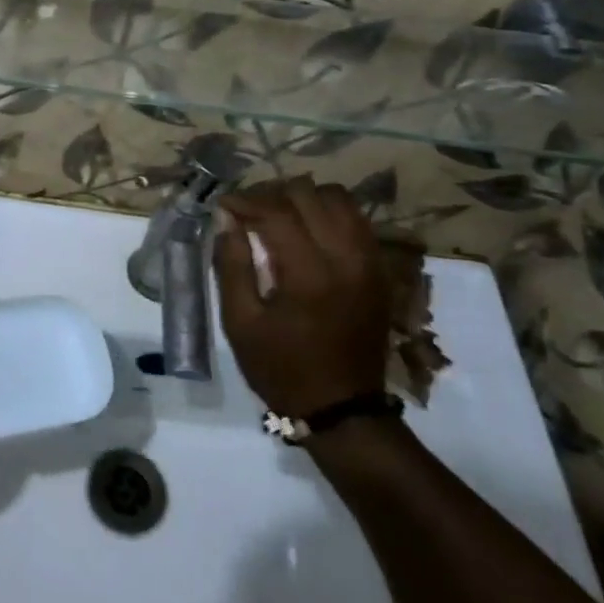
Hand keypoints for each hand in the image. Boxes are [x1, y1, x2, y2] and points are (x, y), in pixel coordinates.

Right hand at [213, 177, 391, 416]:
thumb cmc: (281, 368)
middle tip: (248, 211)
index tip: (223, 205)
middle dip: (272, 194)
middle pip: (309, 194)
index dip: (245, 200)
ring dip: (304, 199)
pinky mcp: (380, 269)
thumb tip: (226, 219)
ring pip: (338, 198)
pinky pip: (356, 219)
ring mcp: (369, 261)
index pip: (276, 210)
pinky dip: (328, 213)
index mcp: (308, 273)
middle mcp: (346, 257)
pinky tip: (307, 230)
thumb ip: (231, 265)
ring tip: (279, 215)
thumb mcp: (240, 322)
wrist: (343, 408)